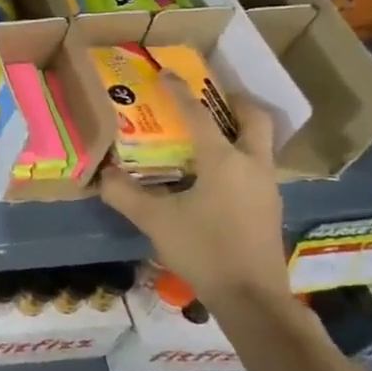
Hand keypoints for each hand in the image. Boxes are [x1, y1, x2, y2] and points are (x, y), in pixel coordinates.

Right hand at [98, 85, 290, 306]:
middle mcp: (251, 165)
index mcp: (224, 161)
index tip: (166, 74)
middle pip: (254, 119)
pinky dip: (239, 154)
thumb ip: (125, 194)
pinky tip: (214, 171)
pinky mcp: (268, 206)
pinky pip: (257, 165)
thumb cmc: (204, 249)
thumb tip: (103, 175)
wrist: (251, 296)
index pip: (199, 115)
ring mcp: (266, 186)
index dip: (179, 93)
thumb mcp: (155, 221)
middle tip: (210, 95)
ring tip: (209, 129)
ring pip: (259, 143)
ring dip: (238, 128)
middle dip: (234, 101)